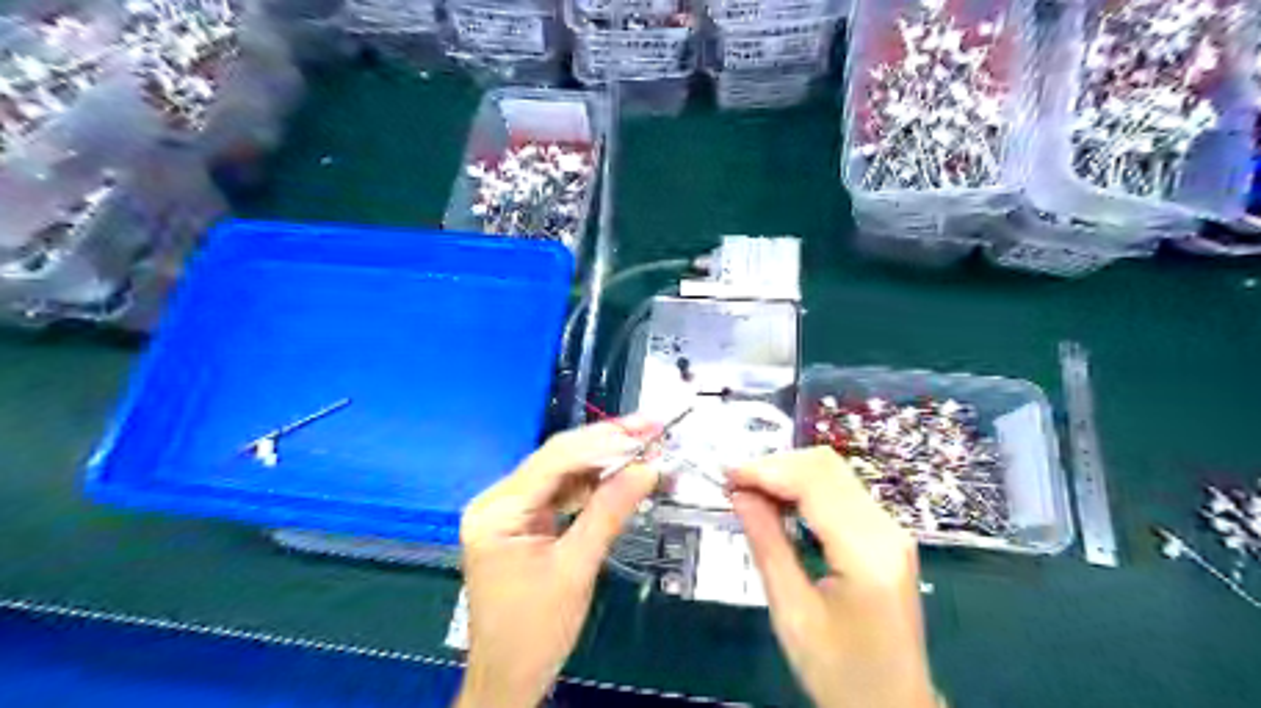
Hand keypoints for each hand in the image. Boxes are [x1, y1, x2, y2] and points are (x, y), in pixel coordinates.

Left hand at [457, 420, 661, 706]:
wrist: (509, 679)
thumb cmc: (535, 632)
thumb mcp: (576, 569)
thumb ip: (609, 512)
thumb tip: (647, 468)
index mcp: (498, 510)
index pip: (554, 459)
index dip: (603, 440)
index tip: (645, 429)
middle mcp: (497, 501)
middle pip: (557, 460)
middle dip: (606, 444)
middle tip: (650, 429)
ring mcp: (509, 511)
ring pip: (562, 473)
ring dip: (603, 463)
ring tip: (643, 448)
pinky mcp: (523, 523)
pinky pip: (561, 494)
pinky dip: (592, 486)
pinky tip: (621, 477)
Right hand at [726, 449, 940, 707]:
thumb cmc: (840, 673)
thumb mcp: (792, 613)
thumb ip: (767, 545)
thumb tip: (740, 495)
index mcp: (867, 553)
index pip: (814, 482)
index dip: (766, 470)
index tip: (727, 477)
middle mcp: (886, 530)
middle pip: (826, 466)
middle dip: (775, 466)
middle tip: (734, 485)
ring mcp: (891, 530)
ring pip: (833, 473)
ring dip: (787, 474)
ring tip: (749, 493)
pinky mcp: (885, 535)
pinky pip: (841, 492)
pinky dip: (803, 489)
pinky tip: (778, 504)